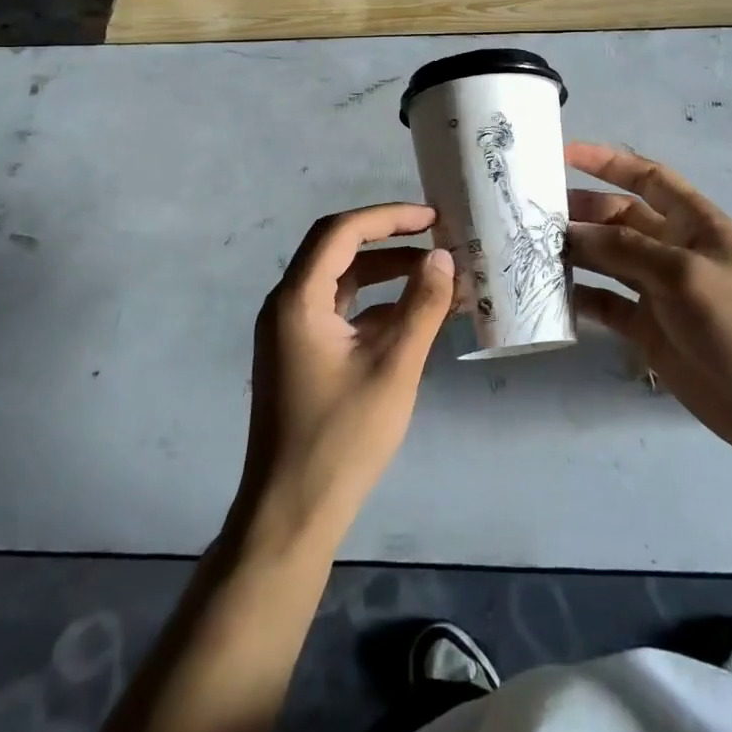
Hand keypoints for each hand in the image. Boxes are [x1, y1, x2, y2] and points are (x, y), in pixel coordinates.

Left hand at [237, 204, 454, 543]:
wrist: (291, 513)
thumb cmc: (342, 438)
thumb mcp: (394, 367)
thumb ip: (422, 306)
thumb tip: (444, 257)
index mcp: (298, 299)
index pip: (341, 232)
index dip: (388, 217)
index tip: (432, 219)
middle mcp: (287, 305)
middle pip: (338, 250)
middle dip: (389, 239)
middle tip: (436, 238)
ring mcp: (290, 331)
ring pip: (341, 281)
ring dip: (386, 273)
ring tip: (435, 274)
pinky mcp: (300, 354)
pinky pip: (339, 311)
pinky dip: (375, 304)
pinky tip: (414, 315)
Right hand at [565, 141, 731, 463]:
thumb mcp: (683, 272)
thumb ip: (625, 248)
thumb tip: (571, 232)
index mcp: (692, 222)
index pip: (646, 177)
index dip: (608, 162)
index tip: (564, 154)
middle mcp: (671, 248)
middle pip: (617, 218)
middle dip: (580, 211)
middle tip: (533, 214)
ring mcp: (657, 289)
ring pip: (606, 259)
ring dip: (575, 253)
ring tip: (531, 250)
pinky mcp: (646, 327)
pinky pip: (606, 303)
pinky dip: (580, 298)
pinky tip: (550, 296)